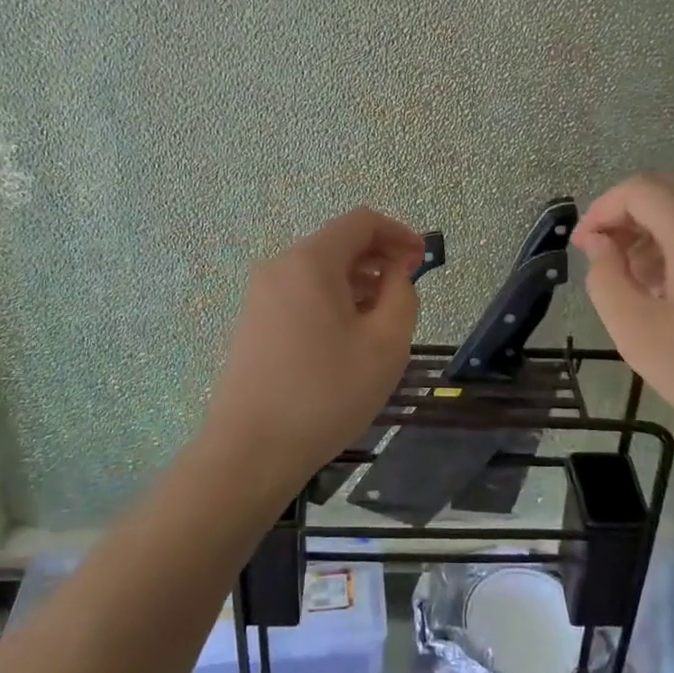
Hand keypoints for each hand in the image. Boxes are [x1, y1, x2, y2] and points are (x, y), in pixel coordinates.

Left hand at [202, 208, 423, 499]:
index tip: (422, 261)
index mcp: (310, 262)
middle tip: (408, 290)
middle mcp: (280, 267)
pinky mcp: (254, 321)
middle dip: (379, 259)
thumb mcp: (385, 344)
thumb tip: (396, 274)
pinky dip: (332, 300)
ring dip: (357, 282)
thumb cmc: (326, 393)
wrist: (251, 450)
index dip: (398, 233)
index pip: (361, 222)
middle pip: (338, 244)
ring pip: (320, 271)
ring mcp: (261, 294)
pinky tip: (348, 336)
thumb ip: (402, 296)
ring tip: (382, 318)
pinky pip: (301, 293)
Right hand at [572, 173, 673, 474]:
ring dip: (656, 232)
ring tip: (637, 283)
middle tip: (605, 260)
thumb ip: (606, 279)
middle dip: (627, 217)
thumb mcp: (639, 333)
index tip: (583, 249)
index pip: (640, 190)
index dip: (602, 211)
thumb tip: (601, 245)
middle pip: (669, 191)